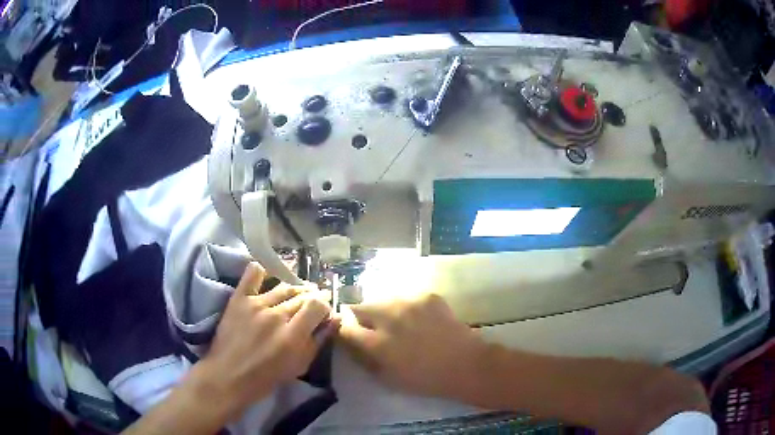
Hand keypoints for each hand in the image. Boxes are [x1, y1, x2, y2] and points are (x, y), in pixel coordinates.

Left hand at [190, 262, 333, 420]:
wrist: (228, 375)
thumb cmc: (267, 377)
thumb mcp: (299, 366)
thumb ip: (318, 341)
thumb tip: (335, 319)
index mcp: (293, 335)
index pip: (317, 305)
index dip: (325, 306)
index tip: (324, 312)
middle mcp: (276, 315)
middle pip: (302, 295)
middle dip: (313, 297)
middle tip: (313, 303)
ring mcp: (255, 303)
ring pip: (283, 286)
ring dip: (296, 288)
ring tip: (299, 292)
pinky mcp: (239, 298)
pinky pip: (253, 274)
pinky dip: (264, 270)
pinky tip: (271, 275)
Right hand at [338, 294, 490, 399]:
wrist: (465, 364)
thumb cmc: (425, 379)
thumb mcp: (387, 378)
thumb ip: (364, 359)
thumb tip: (350, 343)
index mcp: (377, 343)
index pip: (345, 328)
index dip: (345, 331)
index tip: (350, 334)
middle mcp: (389, 317)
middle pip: (361, 307)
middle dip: (362, 317)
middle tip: (374, 328)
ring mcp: (409, 303)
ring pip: (384, 300)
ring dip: (384, 311)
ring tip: (399, 323)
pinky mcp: (427, 295)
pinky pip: (407, 298)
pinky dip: (407, 307)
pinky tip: (420, 319)